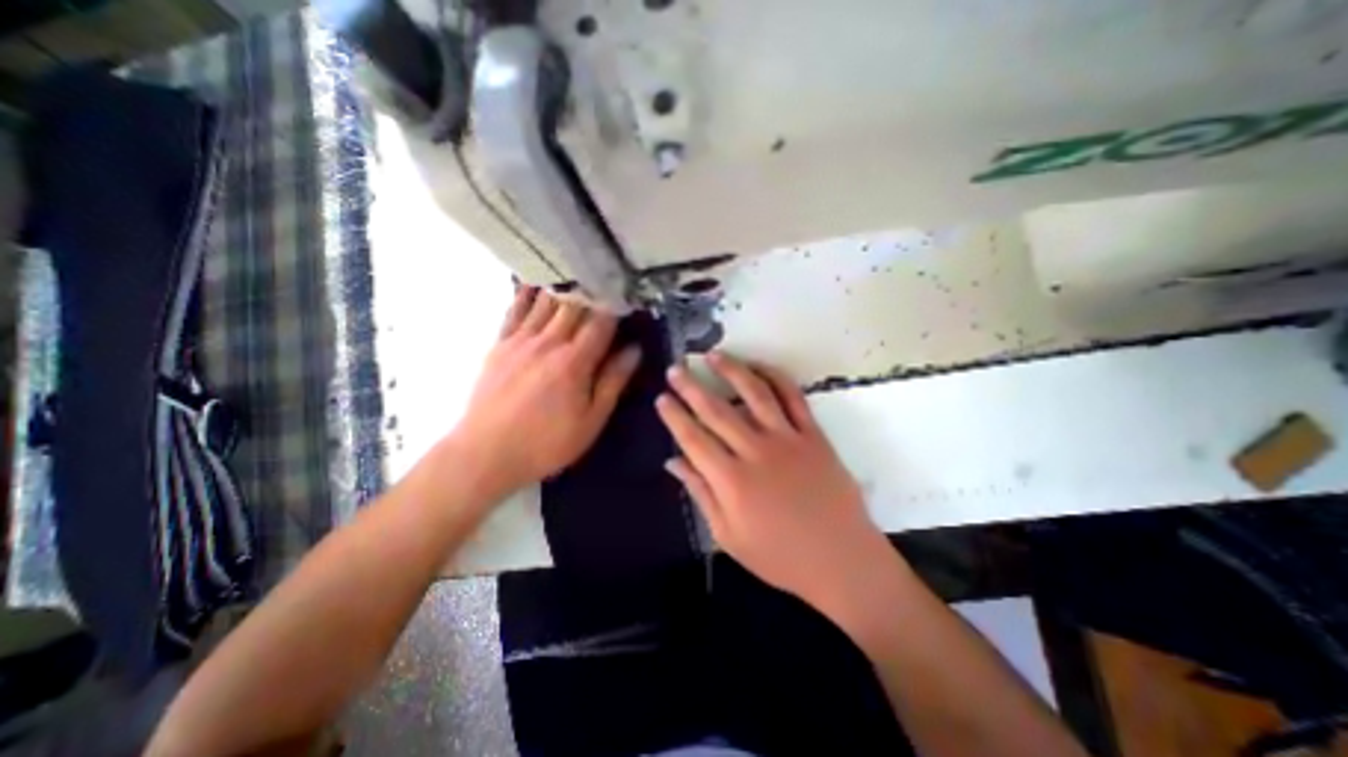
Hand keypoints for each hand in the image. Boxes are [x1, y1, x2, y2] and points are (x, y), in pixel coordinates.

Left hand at [445, 287, 641, 500]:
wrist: (484, 453)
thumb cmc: (546, 442)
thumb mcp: (591, 420)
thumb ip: (613, 381)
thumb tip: (634, 349)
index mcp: (575, 361)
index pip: (601, 322)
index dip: (617, 306)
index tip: (629, 296)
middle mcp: (549, 341)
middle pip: (575, 305)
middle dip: (594, 292)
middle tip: (607, 281)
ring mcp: (521, 340)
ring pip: (547, 302)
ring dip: (565, 286)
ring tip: (578, 272)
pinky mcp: (500, 344)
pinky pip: (515, 309)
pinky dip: (527, 293)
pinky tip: (536, 282)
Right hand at [653, 356, 890, 615]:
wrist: (842, 560)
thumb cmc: (780, 556)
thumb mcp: (728, 536)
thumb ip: (700, 493)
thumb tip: (673, 461)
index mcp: (732, 481)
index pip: (693, 439)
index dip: (674, 416)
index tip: (661, 397)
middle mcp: (756, 451)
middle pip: (717, 410)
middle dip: (691, 386)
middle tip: (675, 368)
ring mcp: (788, 439)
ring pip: (754, 393)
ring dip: (731, 370)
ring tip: (713, 355)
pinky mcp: (813, 434)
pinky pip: (793, 397)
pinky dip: (776, 377)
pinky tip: (759, 366)